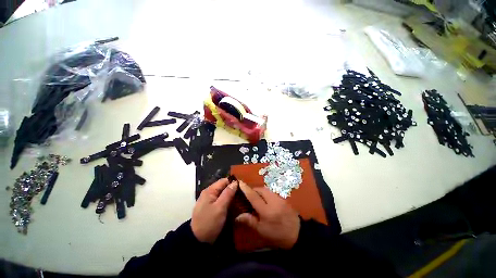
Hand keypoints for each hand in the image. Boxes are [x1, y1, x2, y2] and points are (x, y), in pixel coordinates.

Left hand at [191, 178, 237, 243]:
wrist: (197, 241)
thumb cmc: (209, 222)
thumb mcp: (220, 207)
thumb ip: (228, 193)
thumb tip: (235, 182)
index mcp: (209, 191)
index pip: (224, 181)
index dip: (233, 183)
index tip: (242, 188)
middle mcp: (208, 193)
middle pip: (223, 187)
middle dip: (232, 190)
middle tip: (242, 195)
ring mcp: (208, 200)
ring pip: (222, 194)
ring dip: (230, 196)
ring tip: (239, 200)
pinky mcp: (210, 207)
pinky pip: (220, 200)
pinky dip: (226, 201)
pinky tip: (232, 205)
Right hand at [235, 181, 299, 249]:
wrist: (298, 234)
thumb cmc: (278, 235)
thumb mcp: (262, 231)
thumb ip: (250, 221)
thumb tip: (238, 216)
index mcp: (266, 210)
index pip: (253, 196)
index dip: (246, 189)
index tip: (240, 182)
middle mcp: (273, 200)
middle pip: (260, 190)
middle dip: (253, 190)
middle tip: (248, 196)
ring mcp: (279, 198)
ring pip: (266, 190)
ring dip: (260, 191)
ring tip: (256, 198)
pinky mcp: (283, 198)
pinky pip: (271, 192)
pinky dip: (266, 194)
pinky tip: (266, 200)